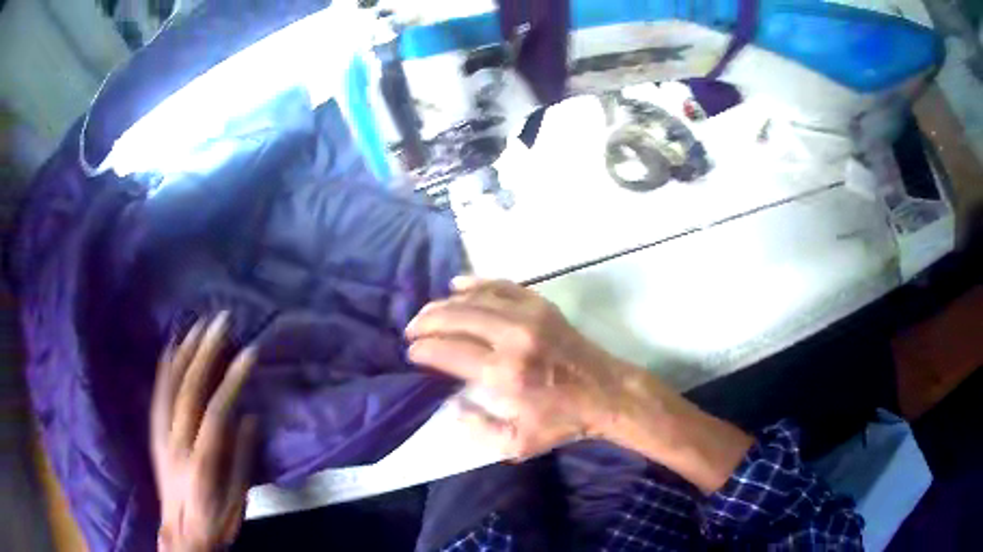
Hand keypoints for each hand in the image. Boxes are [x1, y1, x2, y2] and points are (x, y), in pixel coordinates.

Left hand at [151, 313, 256, 551]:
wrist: (181, 534)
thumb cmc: (215, 521)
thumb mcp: (238, 500)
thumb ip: (241, 458)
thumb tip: (250, 418)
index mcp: (201, 461)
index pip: (217, 411)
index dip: (232, 380)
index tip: (248, 353)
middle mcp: (176, 441)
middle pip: (190, 389)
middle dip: (206, 352)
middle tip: (220, 322)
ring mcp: (161, 435)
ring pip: (170, 386)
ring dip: (184, 352)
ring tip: (197, 325)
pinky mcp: (154, 434)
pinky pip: (157, 395)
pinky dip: (164, 369)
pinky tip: (171, 349)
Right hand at [405, 277, 631, 458]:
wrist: (607, 392)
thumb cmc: (563, 420)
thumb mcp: (519, 443)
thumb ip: (480, 429)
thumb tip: (451, 408)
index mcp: (505, 375)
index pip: (449, 352)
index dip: (424, 349)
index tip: (412, 352)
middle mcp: (513, 339)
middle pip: (456, 319)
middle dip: (427, 322)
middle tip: (412, 329)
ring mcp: (529, 316)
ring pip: (475, 299)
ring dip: (444, 303)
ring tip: (427, 312)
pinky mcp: (541, 305)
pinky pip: (502, 286)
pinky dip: (476, 283)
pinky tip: (458, 285)